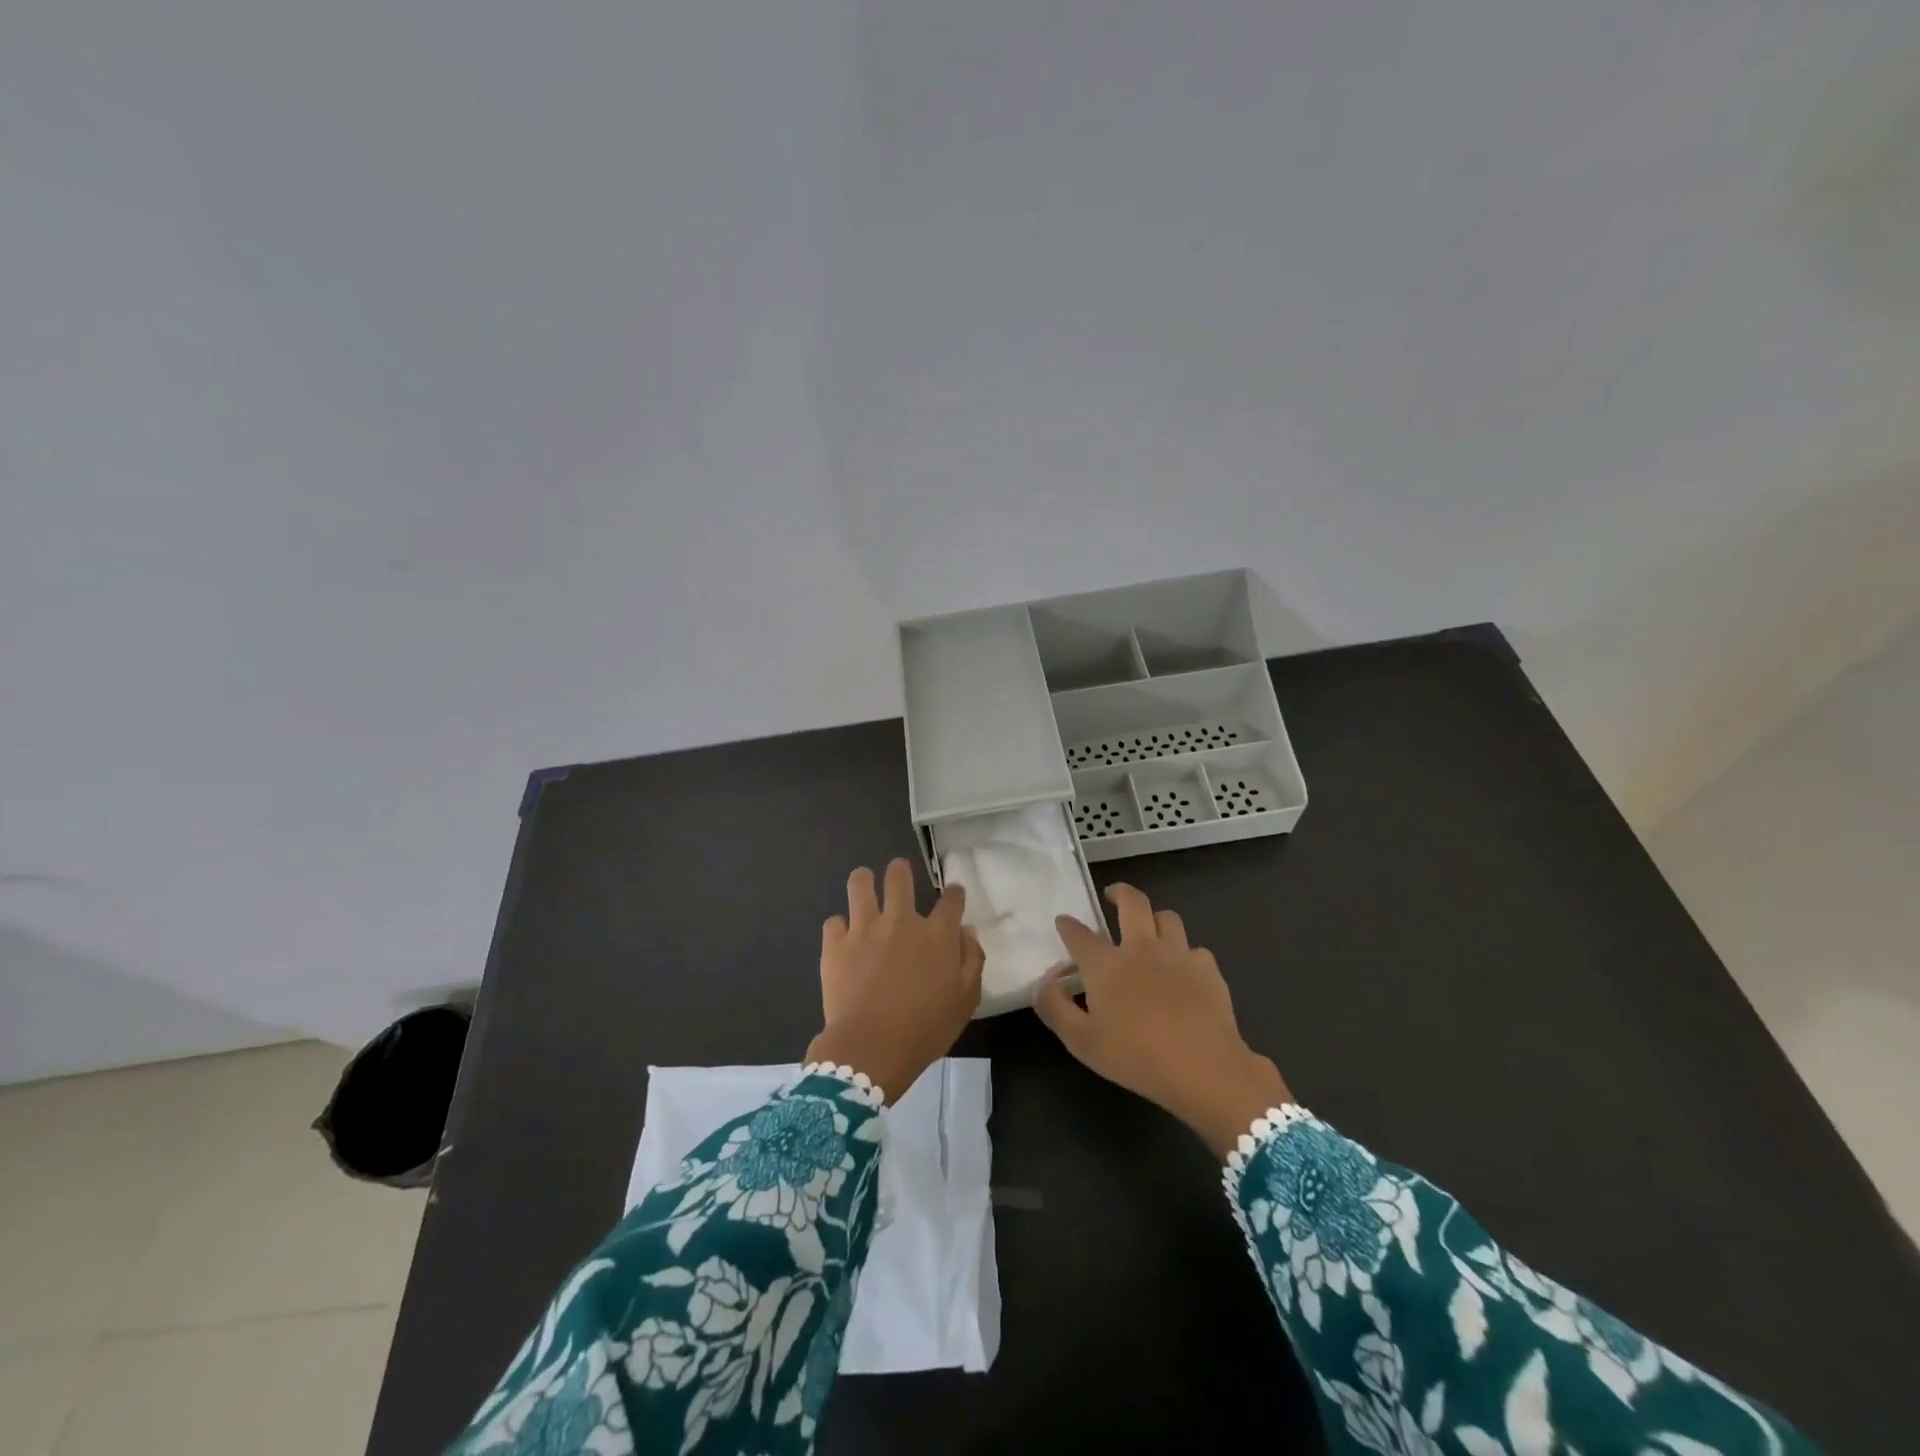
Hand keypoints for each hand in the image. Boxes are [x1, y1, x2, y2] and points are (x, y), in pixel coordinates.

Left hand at [806, 859, 983, 1101]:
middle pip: (900, 876)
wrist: (871, 1049)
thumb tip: (966, 933)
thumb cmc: (925, 1029)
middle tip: (900, 873)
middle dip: (901, 869)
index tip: (953, 895)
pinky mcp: (835, 944)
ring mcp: (864, 929)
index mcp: (937, 934)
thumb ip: (971, 960)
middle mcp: (901, 920)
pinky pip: (833, 921)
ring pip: (860, 884)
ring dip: (864, 880)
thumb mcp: (965, 1000)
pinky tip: (843, 936)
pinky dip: (839, 926)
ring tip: (864, 883)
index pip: (951, 899)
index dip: (954, 893)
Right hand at [1035, 883, 1293, 1157]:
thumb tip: (1043, 983)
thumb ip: (1055, 1008)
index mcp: (1106, 964)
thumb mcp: (1081, 1041)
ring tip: (1150, 929)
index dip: (1068, 925)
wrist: (1203, 1068)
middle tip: (1112, 896)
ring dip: (1155, 919)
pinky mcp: (1208, 969)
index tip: (1063, 922)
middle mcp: (1141, 948)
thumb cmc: (1135, 1056)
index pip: (1080, 934)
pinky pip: (1195, 949)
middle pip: (1132, 902)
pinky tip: (1183, 970)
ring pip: (1167, 917)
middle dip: (1119, 892)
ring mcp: (1178, 955)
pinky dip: (1186, 954)